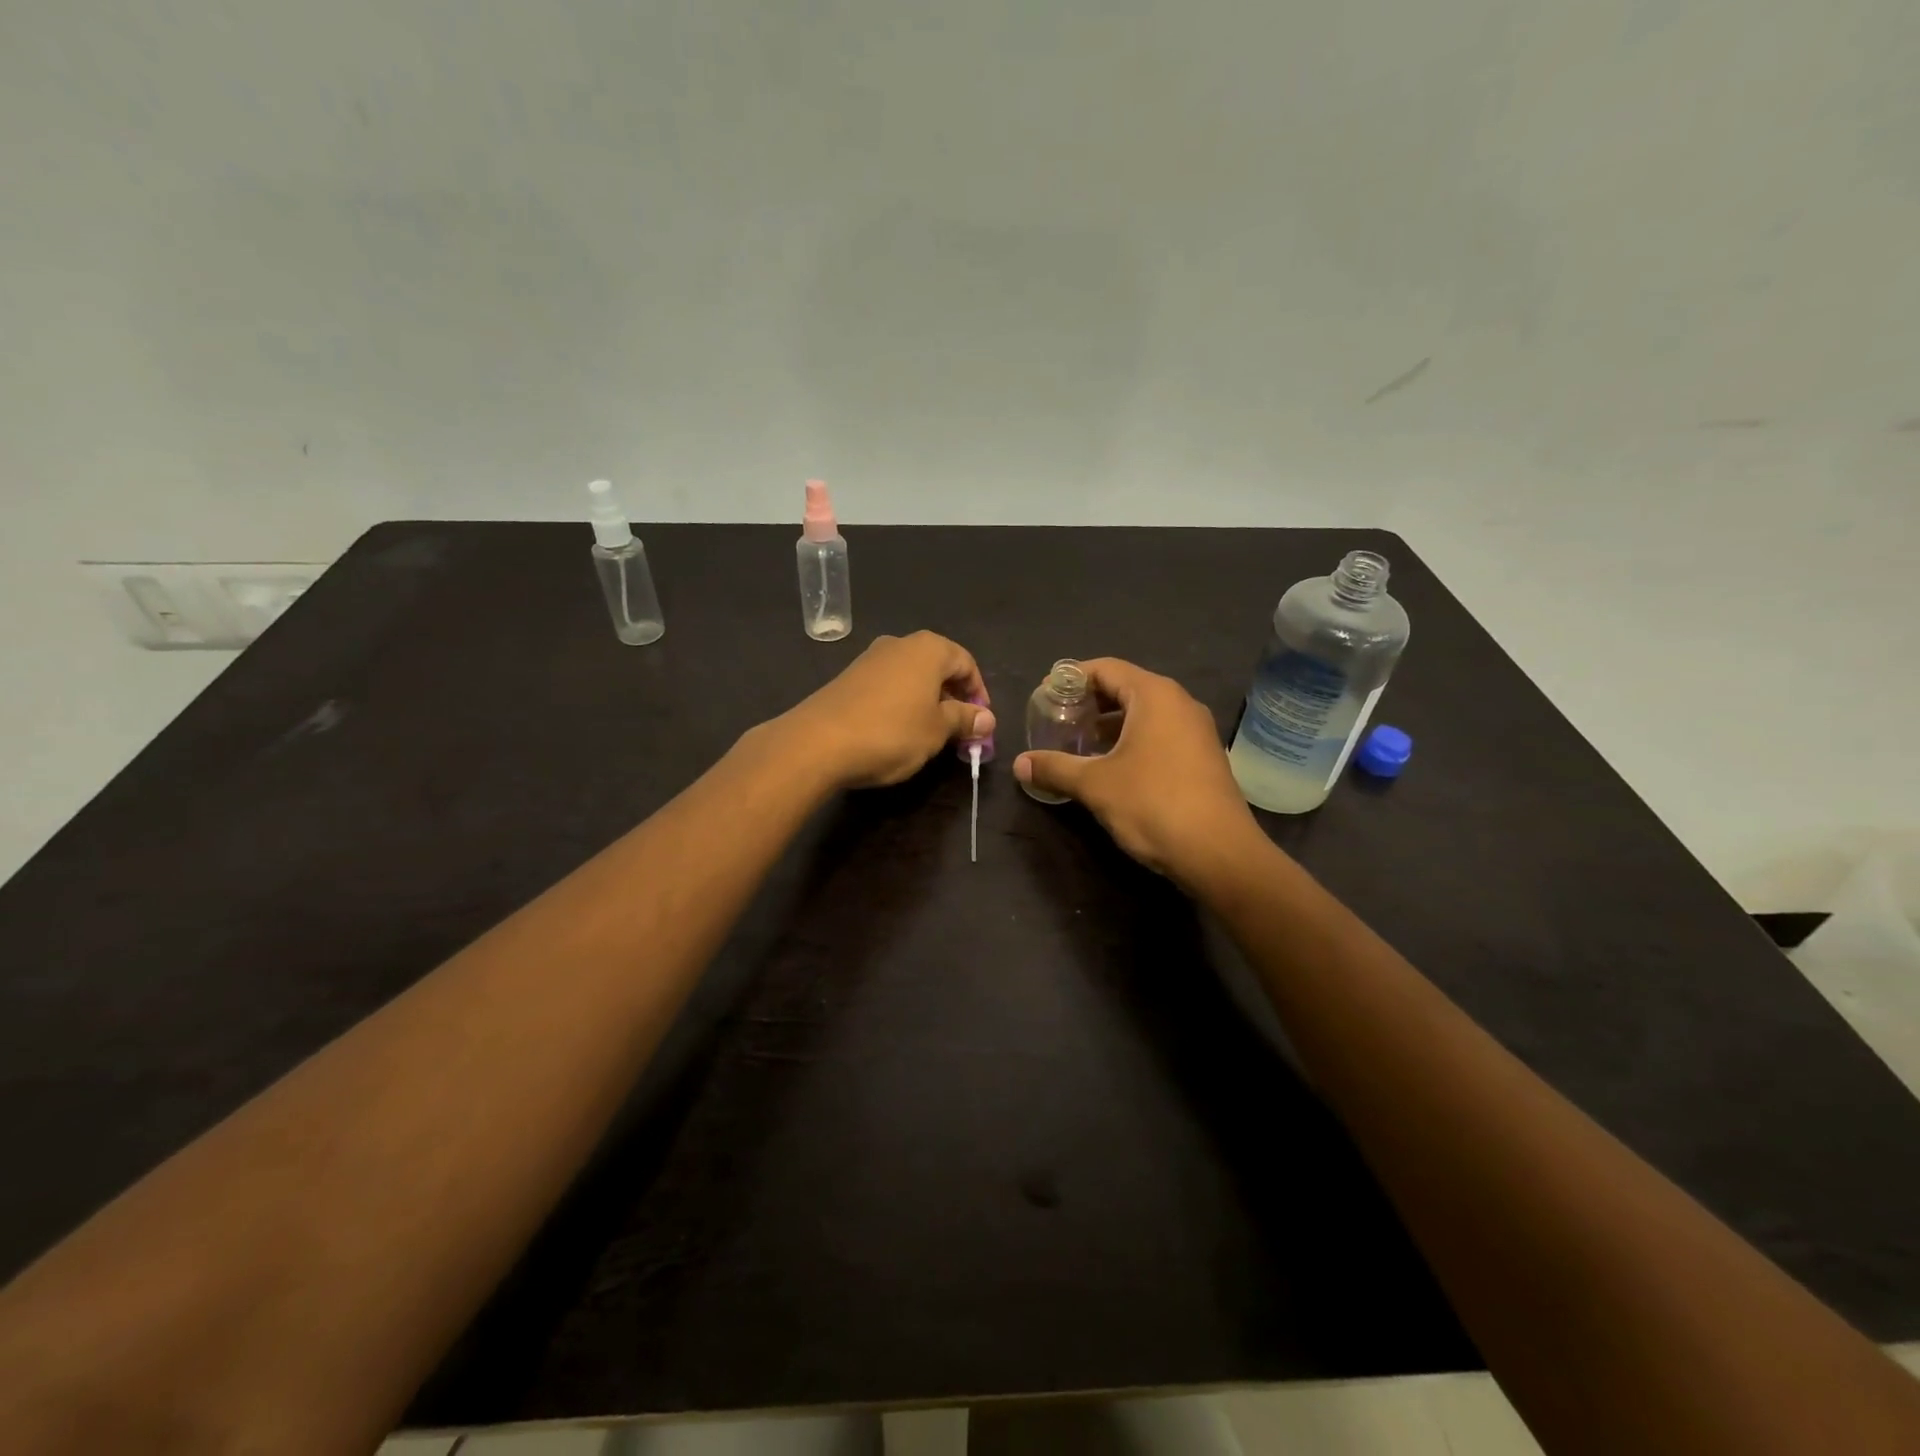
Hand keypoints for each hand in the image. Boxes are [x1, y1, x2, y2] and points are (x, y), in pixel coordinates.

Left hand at [777, 631, 993, 790]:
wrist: (817, 743)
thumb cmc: (891, 732)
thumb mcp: (937, 730)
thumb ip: (964, 720)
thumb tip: (987, 718)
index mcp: (928, 649)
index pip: (966, 663)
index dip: (978, 693)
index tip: (981, 724)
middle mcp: (899, 644)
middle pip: (938, 667)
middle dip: (953, 698)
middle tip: (960, 731)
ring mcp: (870, 659)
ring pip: (911, 677)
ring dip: (927, 702)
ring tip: (930, 734)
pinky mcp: (848, 678)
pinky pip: (887, 686)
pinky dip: (901, 704)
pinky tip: (898, 731)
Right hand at [1014, 657, 1265, 887]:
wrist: (1219, 853)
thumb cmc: (1153, 804)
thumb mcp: (1095, 785)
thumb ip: (1055, 768)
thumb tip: (1018, 764)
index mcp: (1154, 696)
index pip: (1105, 668)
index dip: (1071, 678)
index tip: (1045, 696)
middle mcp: (1179, 703)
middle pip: (1125, 688)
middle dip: (1089, 702)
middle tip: (1057, 719)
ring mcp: (1196, 731)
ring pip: (1144, 714)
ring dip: (1109, 724)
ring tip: (1078, 743)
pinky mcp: (1202, 757)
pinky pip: (1160, 734)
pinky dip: (1132, 740)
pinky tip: (1111, 766)